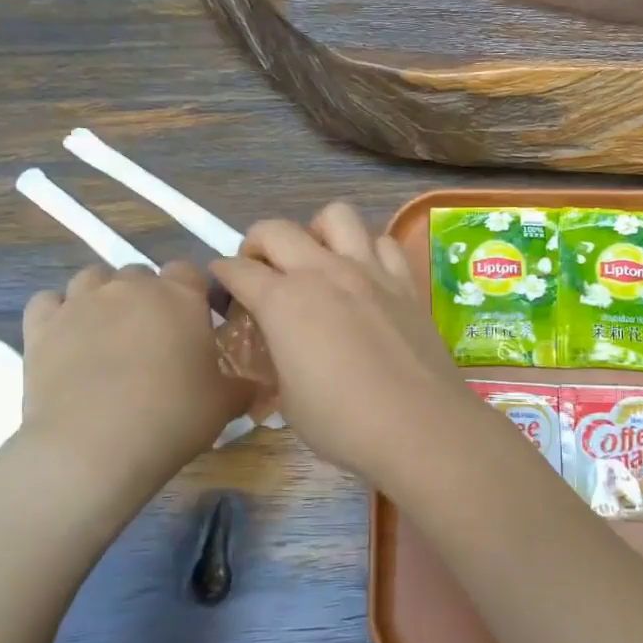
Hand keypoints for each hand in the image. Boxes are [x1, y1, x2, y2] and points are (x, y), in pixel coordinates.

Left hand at [20, 261, 246, 477]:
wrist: (94, 446)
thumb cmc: (172, 418)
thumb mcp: (224, 405)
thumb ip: (242, 386)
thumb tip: (253, 385)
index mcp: (180, 297)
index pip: (189, 271)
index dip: (192, 294)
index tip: (195, 325)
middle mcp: (130, 287)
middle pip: (140, 275)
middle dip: (148, 298)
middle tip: (153, 340)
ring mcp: (81, 302)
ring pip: (93, 278)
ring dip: (103, 297)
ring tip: (109, 335)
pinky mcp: (41, 326)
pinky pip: (48, 301)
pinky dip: (58, 313)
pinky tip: (66, 339)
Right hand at [211, 204, 475, 482]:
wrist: (419, 426)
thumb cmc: (343, 423)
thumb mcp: (288, 401)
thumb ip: (276, 362)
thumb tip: (279, 350)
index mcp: (283, 301)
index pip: (238, 271)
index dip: (223, 275)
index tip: (223, 285)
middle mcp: (323, 272)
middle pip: (276, 229)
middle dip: (257, 243)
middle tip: (261, 270)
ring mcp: (368, 271)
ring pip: (336, 216)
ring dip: (316, 232)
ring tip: (317, 261)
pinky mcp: (404, 282)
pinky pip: (384, 242)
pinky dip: (369, 250)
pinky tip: (366, 276)